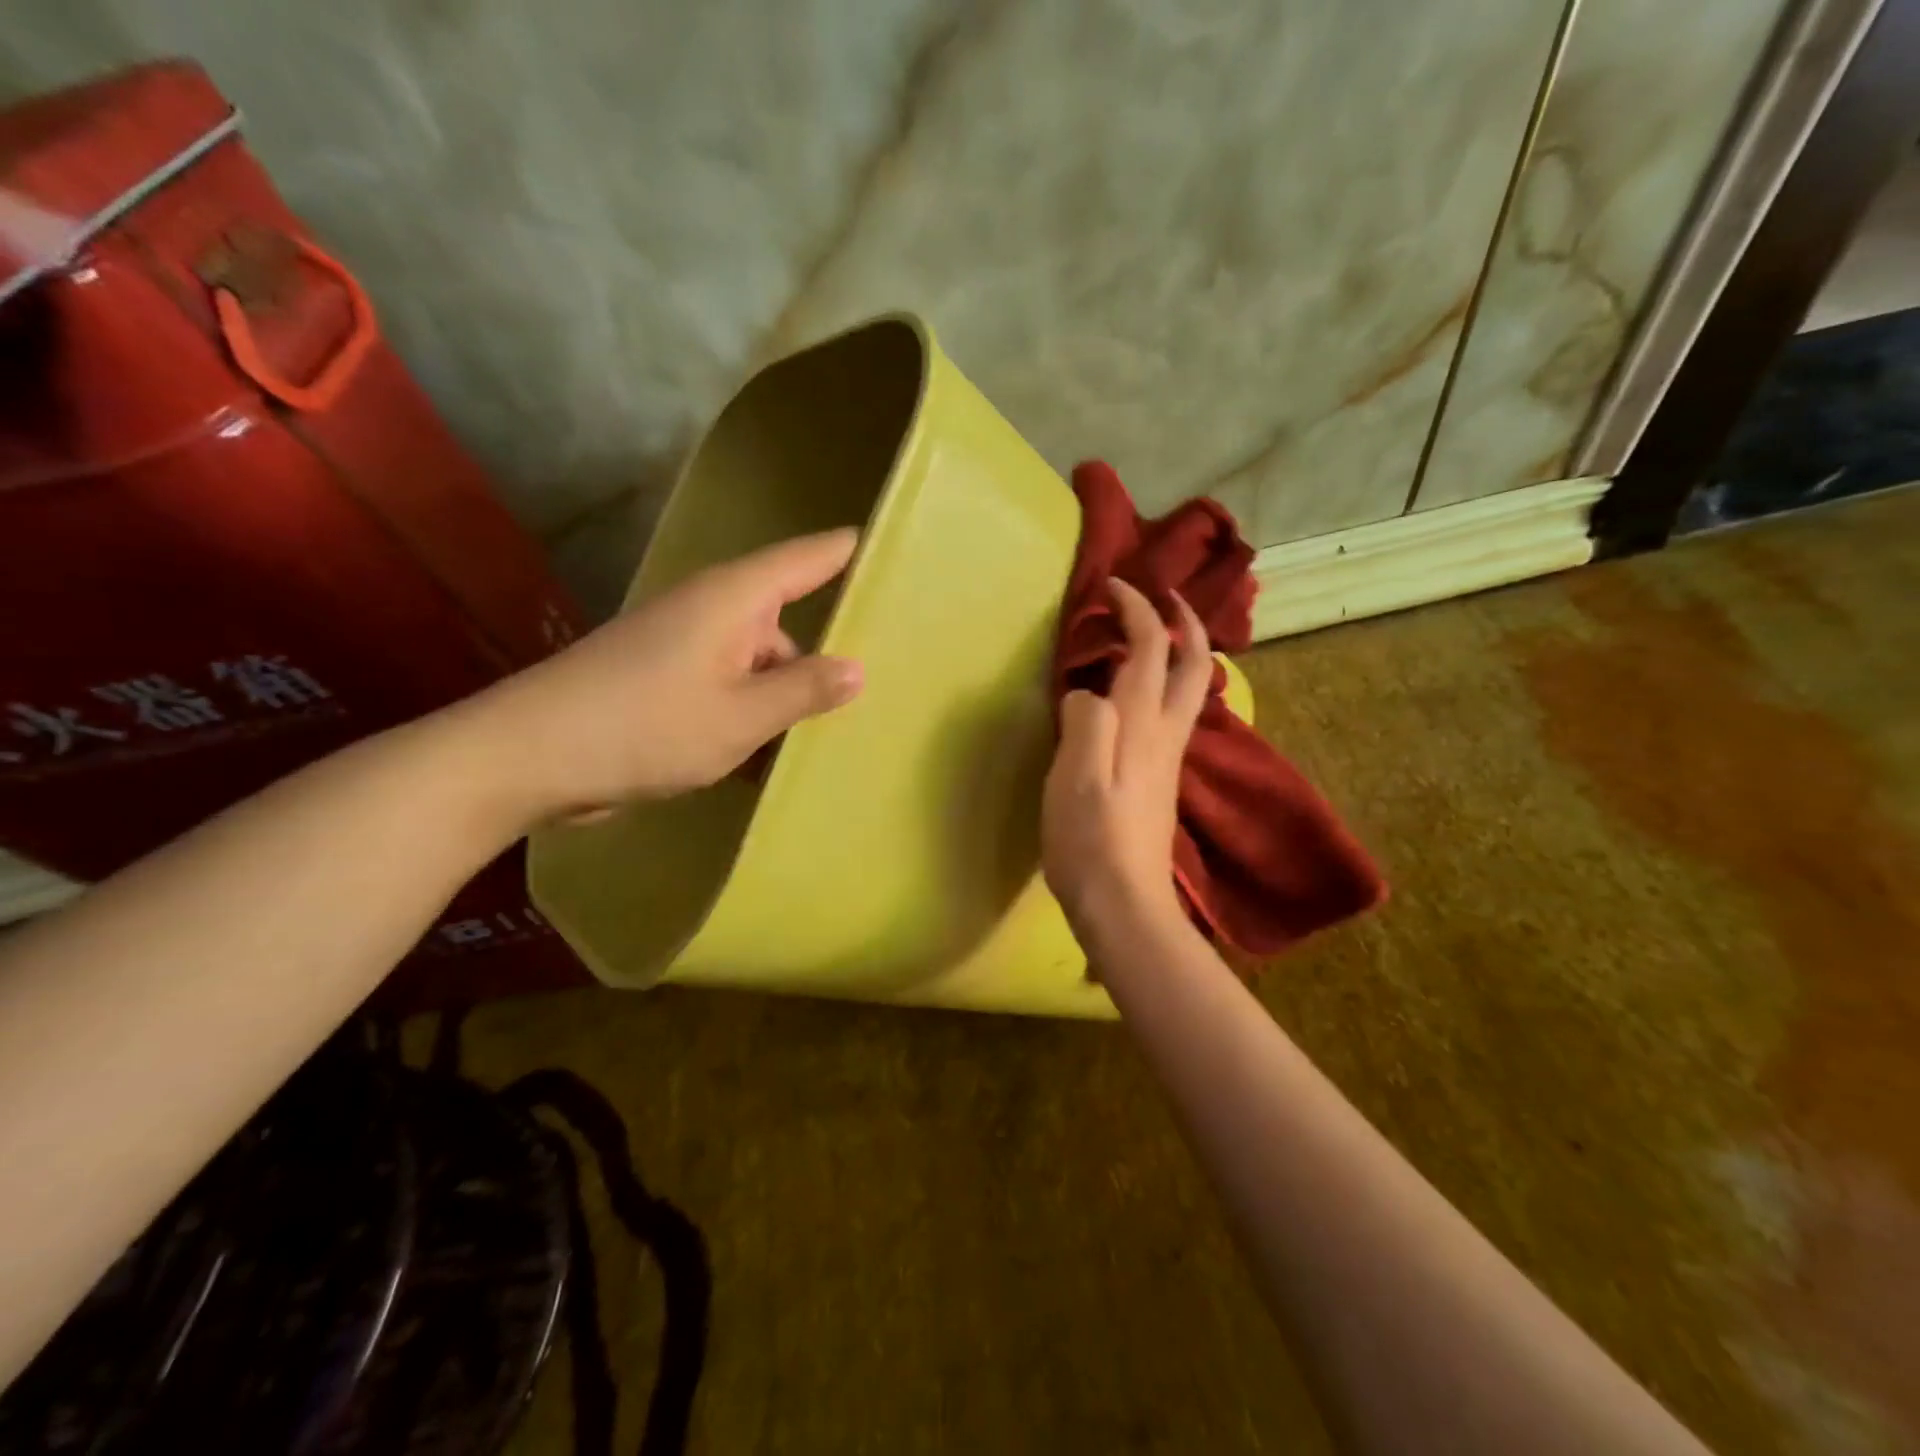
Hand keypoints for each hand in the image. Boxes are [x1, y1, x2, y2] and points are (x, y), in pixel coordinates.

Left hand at [468, 529, 863, 824]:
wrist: (527, 756)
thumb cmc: (644, 726)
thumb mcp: (741, 717)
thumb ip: (804, 690)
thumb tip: (859, 669)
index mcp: (734, 599)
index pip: (807, 558)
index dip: (849, 551)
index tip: (893, 550)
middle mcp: (711, 609)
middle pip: (784, 621)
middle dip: (821, 655)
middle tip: (875, 690)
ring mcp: (683, 643)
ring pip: (755, 661)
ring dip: (781, 696)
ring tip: (817, 740)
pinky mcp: (663, 676)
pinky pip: (726, 684)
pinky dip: (749, 711)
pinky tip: (764, 755)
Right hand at [1042, 578, 1210, 934]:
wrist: (1123, 903)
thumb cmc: (1091, 839)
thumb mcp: (1075, 776)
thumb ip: (1084, 721)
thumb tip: (1086, 694)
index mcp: (1141, 725)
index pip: (1151, 649)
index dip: (1138, 610)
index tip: (1115, 585)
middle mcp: (1164, 734)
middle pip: (1193, 665)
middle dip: (1185, 623)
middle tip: (1167, 597)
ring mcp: (1167, 759)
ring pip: (1190, 691)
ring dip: (1182, 652)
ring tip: (1157, 635)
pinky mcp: (1159, 781)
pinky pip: (1173, 714)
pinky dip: (1167, 685)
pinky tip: (1143, 695)